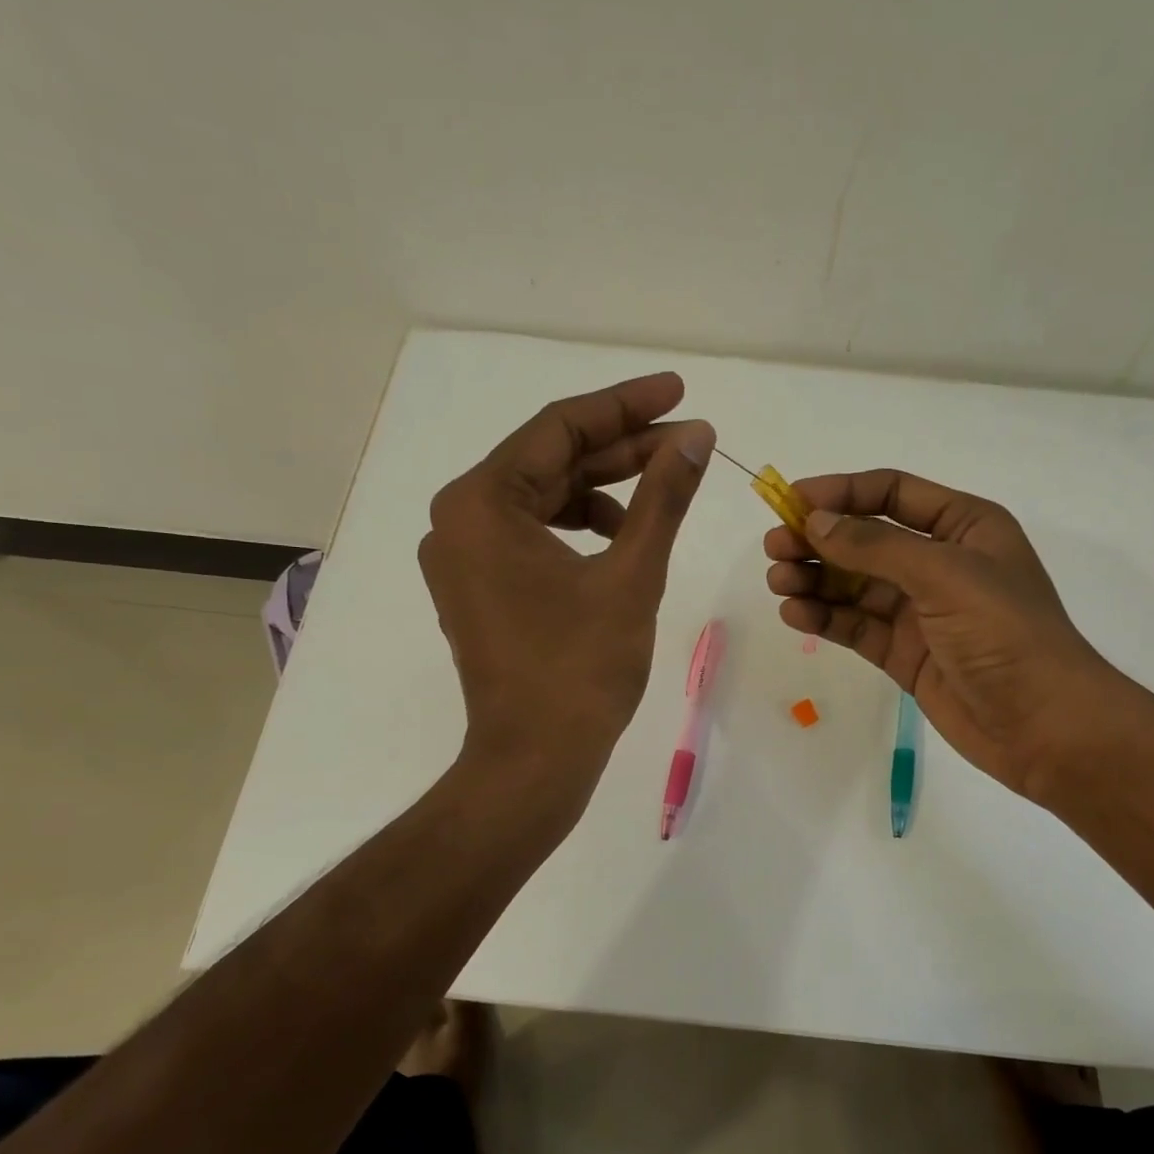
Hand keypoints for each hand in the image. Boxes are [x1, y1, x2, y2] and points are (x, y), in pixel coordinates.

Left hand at [420, 373, 713, 788]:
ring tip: (661, 493)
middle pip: (550, 462)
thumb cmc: (582, 668)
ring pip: (543, 499)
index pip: (559, 429)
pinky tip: (620, 537)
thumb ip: (663, 497)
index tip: (678, 392)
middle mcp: (459, 519)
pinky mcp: (478, 587)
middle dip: (621, 449)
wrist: (535, 761)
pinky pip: (531, 535)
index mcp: (482, 502)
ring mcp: (463, 556)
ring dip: (602, 490)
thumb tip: (695, 437)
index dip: (626, 405)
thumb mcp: (632, 574)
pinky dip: (577, 528)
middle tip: (686, 441)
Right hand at [763, 470, 1136, 800]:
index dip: (841, 493)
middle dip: (819, 541)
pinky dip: (826, 618)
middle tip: (774, 549)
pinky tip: (795, 614)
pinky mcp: (905, 653)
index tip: (791, 502)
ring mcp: (920, 611)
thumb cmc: (1005, 633)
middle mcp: (939, 563)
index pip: (892, 493)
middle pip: (866, 540)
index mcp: (963, 527)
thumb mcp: (944, 574)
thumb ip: (876, 546)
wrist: (1043, 725)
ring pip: (855, 586)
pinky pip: (857, 626)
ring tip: (778, 583)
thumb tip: (815, 522)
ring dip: (816, 580)